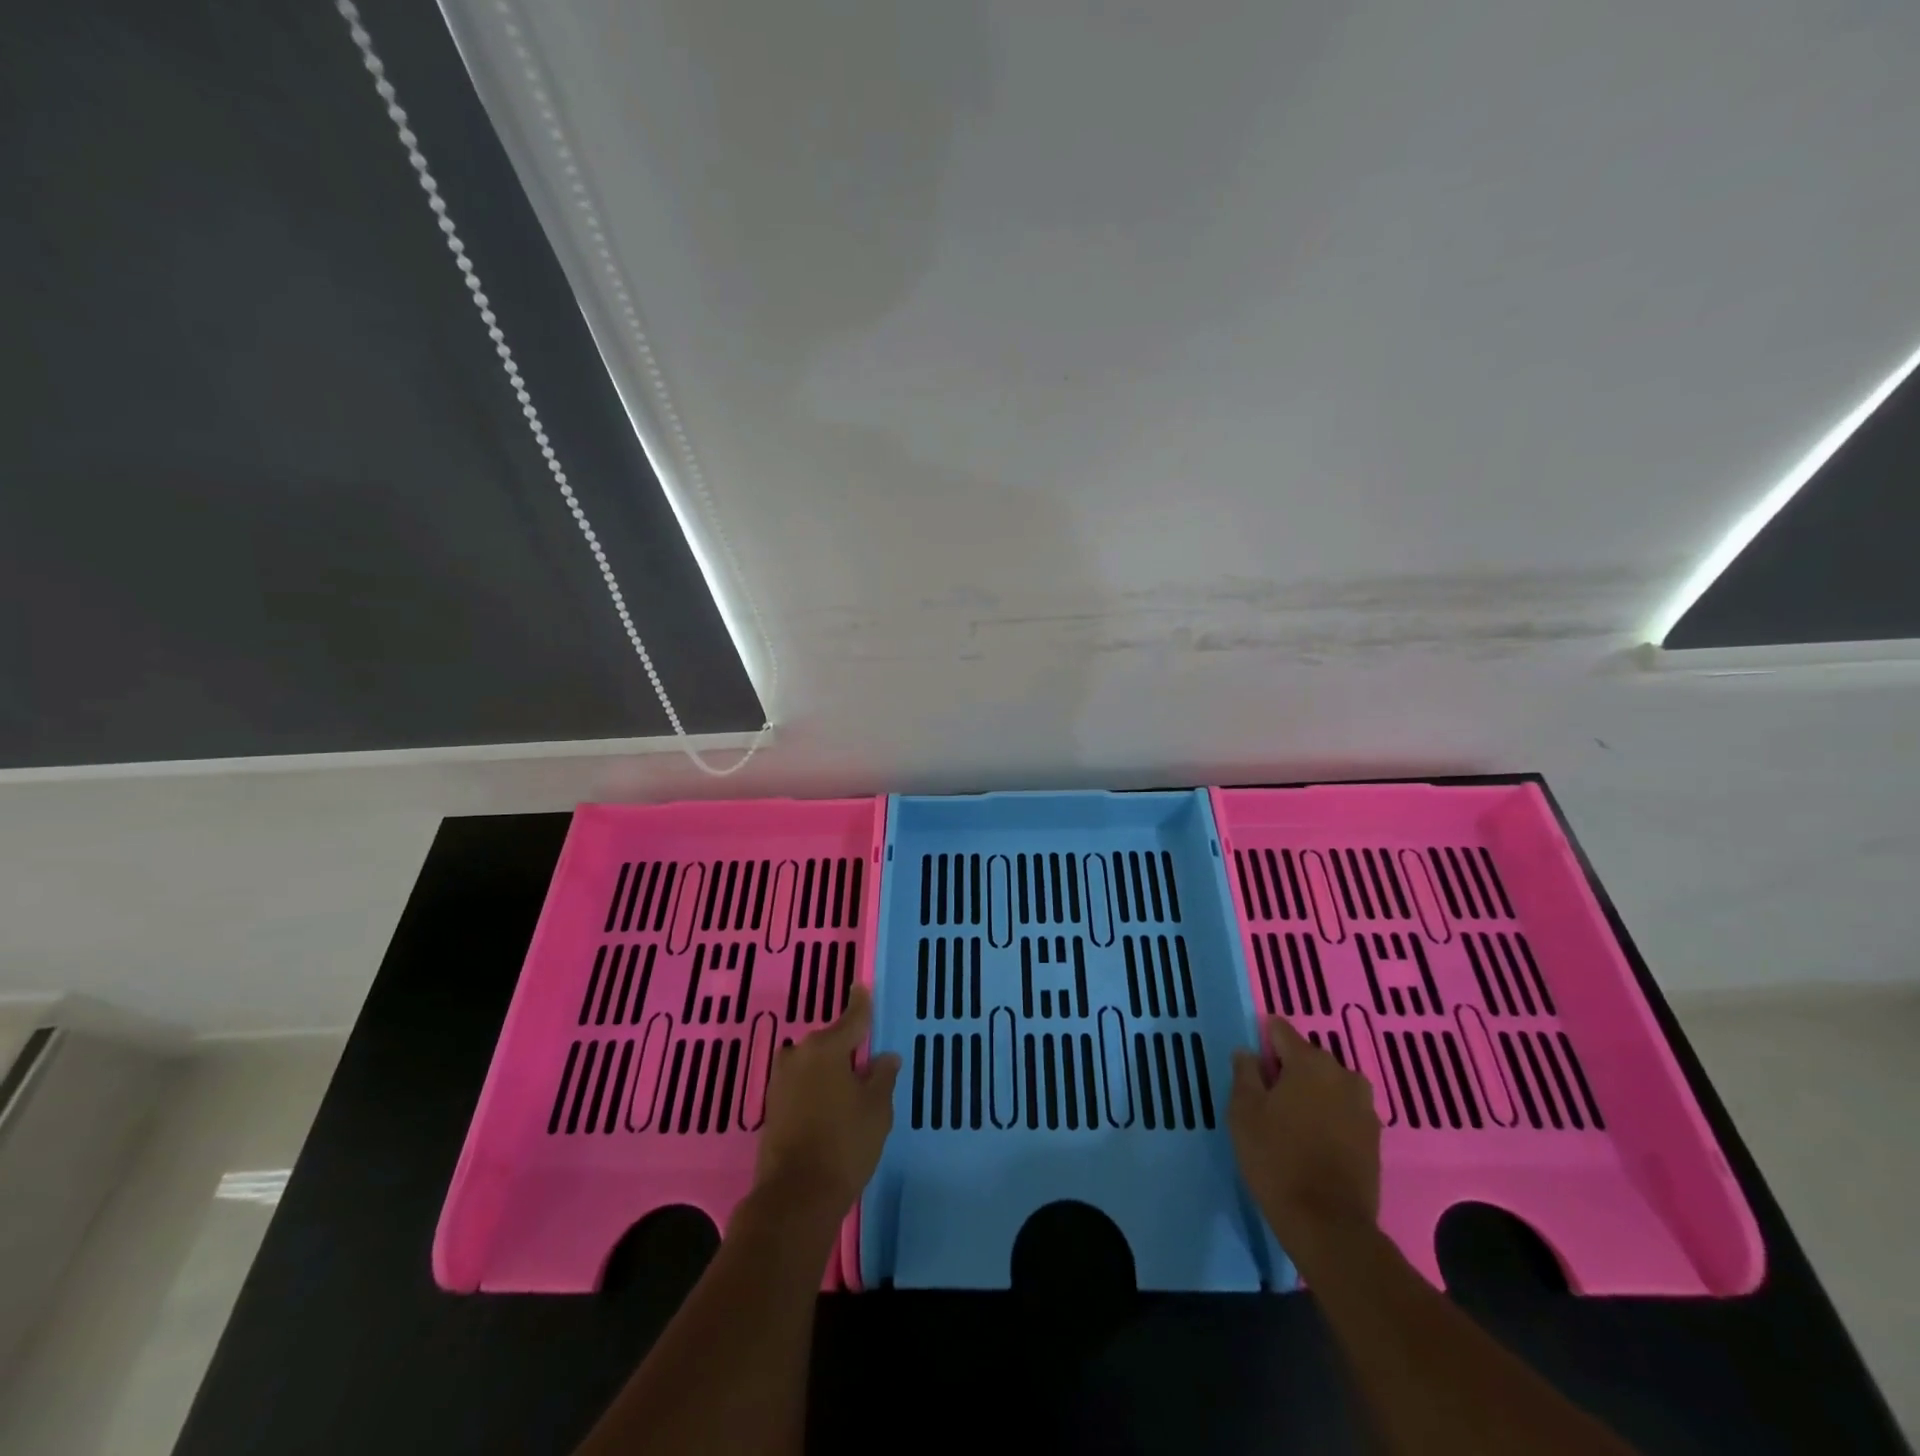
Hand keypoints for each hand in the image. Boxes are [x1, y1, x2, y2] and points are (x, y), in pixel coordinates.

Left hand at [752, 984, 900, 1218]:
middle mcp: (799, 1055)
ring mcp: (781, 1081)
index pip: (852, 1018)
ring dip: (829, 1069)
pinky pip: (801, 1083)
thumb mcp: (877, 1109)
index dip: (861, 1004)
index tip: (862, 986)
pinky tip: (830, 1105)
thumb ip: (882, 1076)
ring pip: (813, 1063)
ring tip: (850, 1086)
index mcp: (826, 1047)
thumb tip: (885, 1057)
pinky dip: (816, 1087)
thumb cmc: (844, 1144)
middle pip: (830, 1041)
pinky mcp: (772, 1106)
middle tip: (867, 1059)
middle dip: (847, 1047)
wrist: (795, 1197)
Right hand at [1229, 1016, 1380, 1257]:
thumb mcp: (1244, 1112)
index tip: (1251, 1066)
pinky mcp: (1375, 1137)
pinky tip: (1312, 1141)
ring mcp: (1364, 1107)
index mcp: (1309, 1061)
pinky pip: (1343, 1110)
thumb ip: (1244, 1073)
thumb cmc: (1277, 1159)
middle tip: (1267, 1098)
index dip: (1262, 1042)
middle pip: (1307, 1057)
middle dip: (1288, 1069)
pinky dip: (1328, 1116)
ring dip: (1311, 1093)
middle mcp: (1343, 1074)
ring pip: (1328, 1085)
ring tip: (1290, 1121)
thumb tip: (1248, 1052)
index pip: (1281, 1030)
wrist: (1329, 1225)